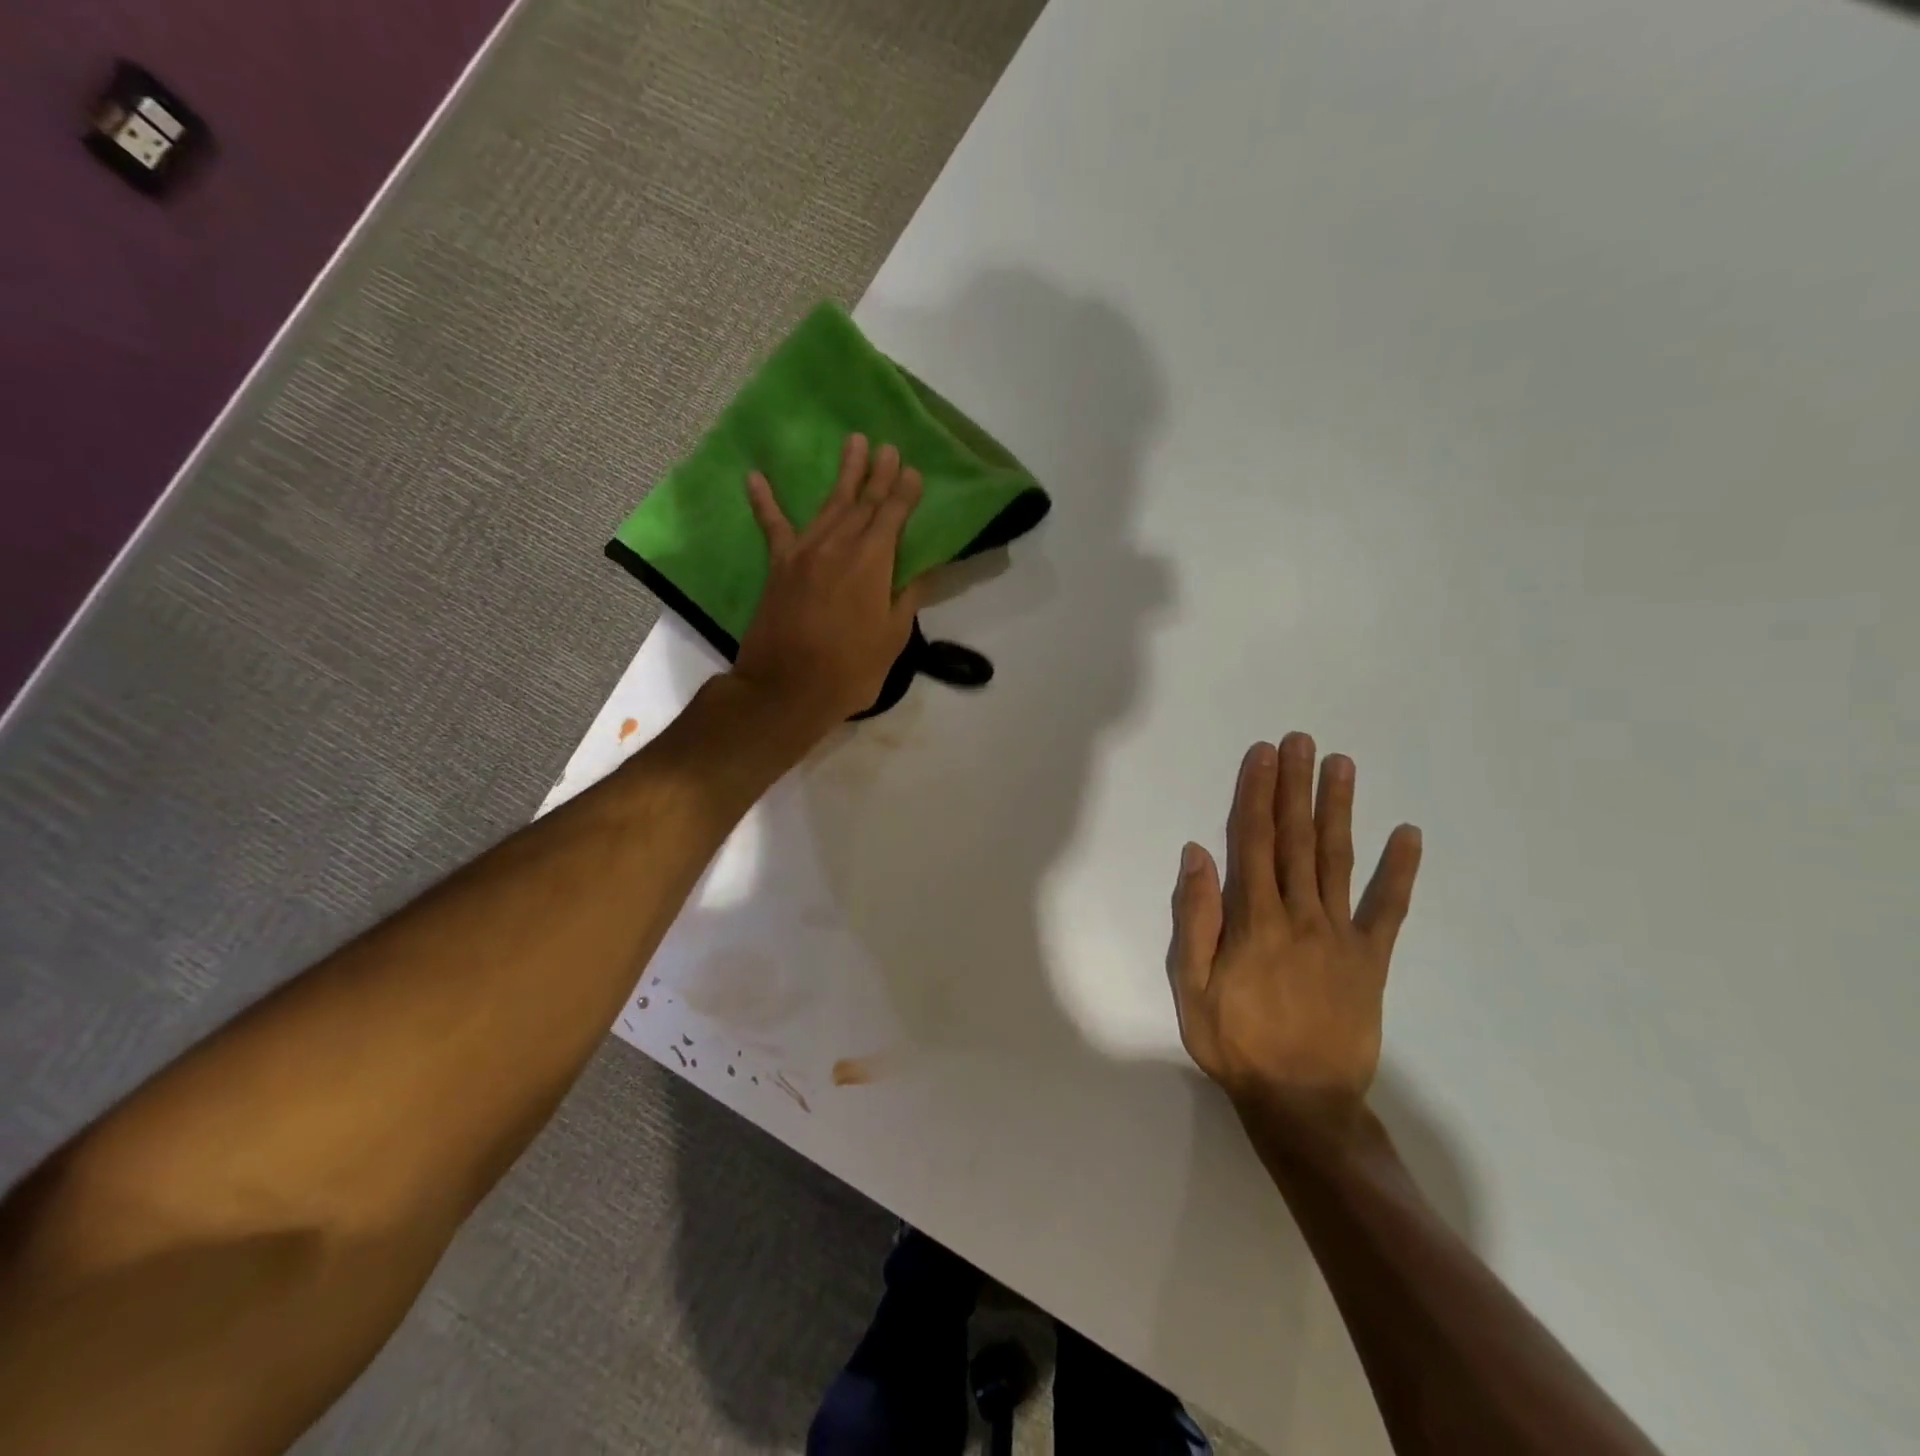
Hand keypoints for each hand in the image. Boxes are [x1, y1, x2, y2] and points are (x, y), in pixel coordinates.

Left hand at [733, 433, 925, 733]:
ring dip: (843, 474)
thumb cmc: (850, 669)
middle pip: (863, 502)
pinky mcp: (779, 566)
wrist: (787, 689)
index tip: (914, 471)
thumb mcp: (892, 638)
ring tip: (854, 443)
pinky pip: (772, 526)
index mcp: (872, 562)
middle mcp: (839, 546)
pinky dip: (764, 501)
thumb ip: (907, 597)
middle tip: (889, 447)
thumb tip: (922, 569)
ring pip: (828, 504)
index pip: (893, 517)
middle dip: (878, 474)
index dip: (904, 493)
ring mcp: (805, 552)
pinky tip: (755, 476)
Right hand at [1167, 733, 1422, 1126]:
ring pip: (1337, 859)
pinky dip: (1400, 872)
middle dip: (1295, 786)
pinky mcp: (1371, 959)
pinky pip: (1388, 909)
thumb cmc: (1236, 1044)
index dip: (1255, 794)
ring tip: (1342, 765)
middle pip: (1295, 838)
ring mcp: (1341, 934)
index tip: (1262, 755)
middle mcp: (1300, 915)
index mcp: (1255, 920)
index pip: (1252, 842)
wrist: (1303, 1104)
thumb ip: (1196, 920)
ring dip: (1338, 809)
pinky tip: (1410, 835)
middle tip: (1301, 741)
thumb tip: (1197, 855)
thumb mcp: (1191, 988)